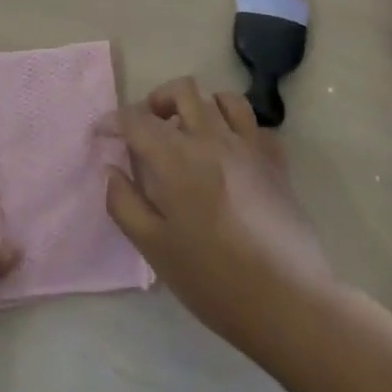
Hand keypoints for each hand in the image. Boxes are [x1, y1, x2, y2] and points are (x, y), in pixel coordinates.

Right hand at [105, 77, 334, 356]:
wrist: (288, 301)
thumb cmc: (212, 279)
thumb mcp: (154, 248)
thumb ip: (124, 203)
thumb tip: (112, 171)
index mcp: (176, 159)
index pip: (137, 119)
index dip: (114, 121)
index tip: (102, 134)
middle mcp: (212, 140)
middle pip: (182, 91)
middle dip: (156, 100)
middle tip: (147, 129)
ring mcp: (250, 147)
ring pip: (222, 98)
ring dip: (199, 106)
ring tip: (188, 133)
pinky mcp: (276, 163)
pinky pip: (255, 125)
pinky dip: (236, 127)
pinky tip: (229, 153)